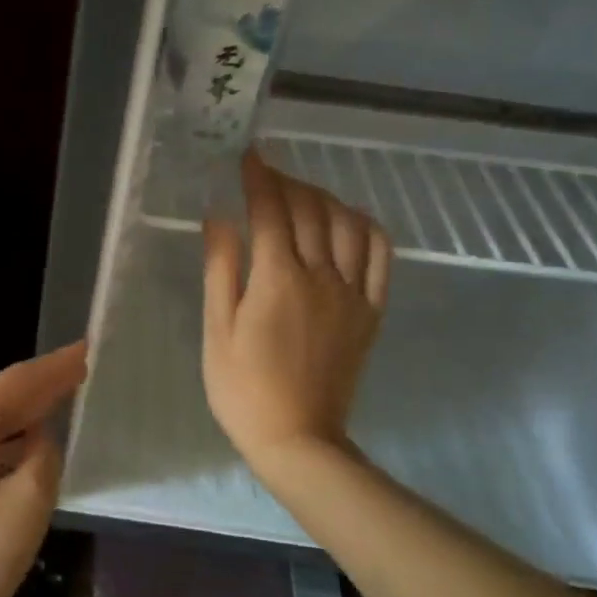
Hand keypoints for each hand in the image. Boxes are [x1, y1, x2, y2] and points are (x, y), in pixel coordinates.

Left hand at [0, 341, 87, 596]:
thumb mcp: (31, 496)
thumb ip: (43, 452)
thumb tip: (37, 439)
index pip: (18, 382)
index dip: (56, 366)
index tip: (87, 349)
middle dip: (40, 385)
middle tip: (79, 369)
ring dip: (22, 412)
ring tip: (60, 399)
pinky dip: (4, 439)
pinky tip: (26, 443)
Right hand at [202, 152, 390, 467]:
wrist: (298, 438)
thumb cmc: (243, 388)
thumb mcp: (216, 329)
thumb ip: (220, 269)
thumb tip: (218, 218)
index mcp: (277, 279)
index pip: (270, 211)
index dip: (258, 178)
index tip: (248, 157)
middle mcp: (320, 276)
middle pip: (310, 210)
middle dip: (287, 182)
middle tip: (267, 175)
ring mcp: (352, 293)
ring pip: (347, 225)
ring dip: (325, 198)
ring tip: (303, 194)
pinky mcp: (371, 311)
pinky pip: (379, 255)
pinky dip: (365, 227)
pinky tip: (348, 220)